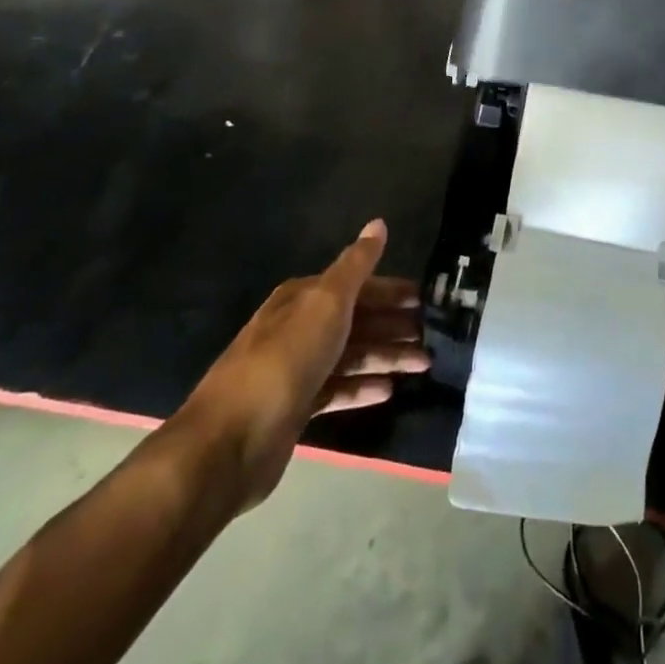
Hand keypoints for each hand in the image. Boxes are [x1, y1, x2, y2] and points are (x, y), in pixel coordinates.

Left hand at [171, 221, 430, 512]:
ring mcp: (296, 369)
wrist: (231, 440)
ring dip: (387, 357)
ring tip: (424, 364)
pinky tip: (389, 390)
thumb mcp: (327, 302)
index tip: (426, 300)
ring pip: (351, 355)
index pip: (358, 286)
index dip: (392, 291)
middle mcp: (299, 328)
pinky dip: (363, 387)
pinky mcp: (296, 408)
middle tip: (433, 336)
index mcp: (303, 298)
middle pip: (357, 321)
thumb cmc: (286, 358)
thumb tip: (378, 223)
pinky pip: (338, 389)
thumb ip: (356, 265)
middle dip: (394, 326)